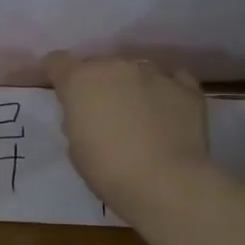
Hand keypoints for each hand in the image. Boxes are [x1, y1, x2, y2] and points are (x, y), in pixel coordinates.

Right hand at [43, 52, 210, 215]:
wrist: (165, 183)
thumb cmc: (108, 171)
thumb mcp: (76, 148)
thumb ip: (79, 119)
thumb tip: (90, 114)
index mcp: (81, 81)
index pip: (58, 62)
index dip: (58, 74)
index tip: (64, 92)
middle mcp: (116, 67)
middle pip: (101, 66)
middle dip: (100, 85)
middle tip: (107, 114)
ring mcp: (154, 73)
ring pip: (137, 71)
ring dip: (134, 87)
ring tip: (142, 117)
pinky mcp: (186, 88)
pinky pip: (174, 80)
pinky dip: (168, 92)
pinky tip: (170, 112)